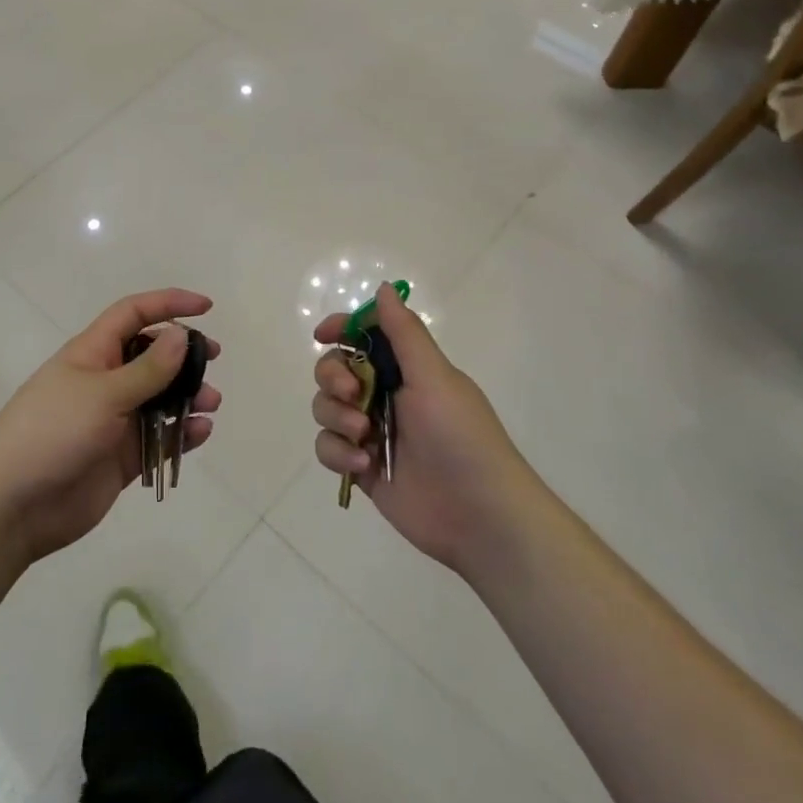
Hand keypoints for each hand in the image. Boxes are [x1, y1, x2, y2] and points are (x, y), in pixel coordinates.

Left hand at [0, 288, 220, 567]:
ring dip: (188, 396)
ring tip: (210, 403)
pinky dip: (181, 434)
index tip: (206, 307)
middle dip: (183, 354)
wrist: (12, 505)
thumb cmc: (53, 432)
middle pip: (152, 356)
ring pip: (160, 399)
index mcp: (93, 353)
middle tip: (213, 358)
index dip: (168, 304)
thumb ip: (147, 368)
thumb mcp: (103, 393)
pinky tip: (200, 433)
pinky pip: (158, 438)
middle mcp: (105, 381)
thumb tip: (180, 334)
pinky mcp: (121, 457)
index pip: (134, 314)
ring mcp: (113, 421)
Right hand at [312, 282, 531, 577]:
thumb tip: (384, 288)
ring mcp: (373, 432)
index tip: (322, 335)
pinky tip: (364, 466)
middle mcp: (386, 395)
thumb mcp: (435, 377)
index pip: (365, 336)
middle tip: (352, 393)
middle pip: (335, 370)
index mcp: (407, 369)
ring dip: (337, 418)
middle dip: (333, 378)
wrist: (480, 514)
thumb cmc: (460, 436)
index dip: (341, 329)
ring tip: (365, 437)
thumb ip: (404, 334)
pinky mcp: (363, 467)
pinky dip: (339, 453)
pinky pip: (329, 448)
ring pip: (327, 408)